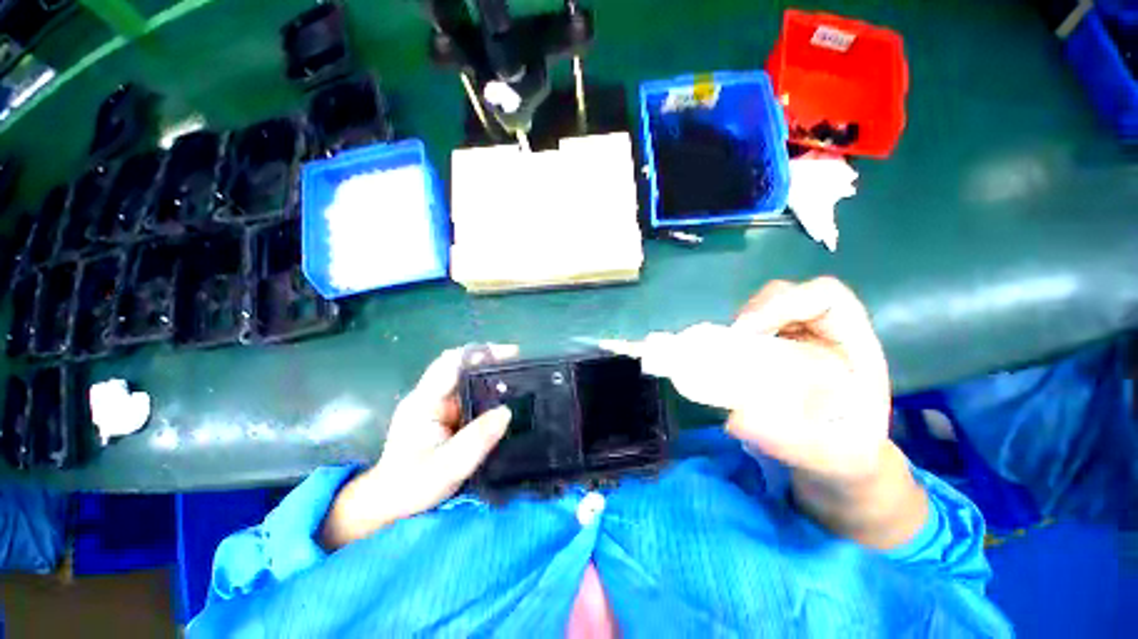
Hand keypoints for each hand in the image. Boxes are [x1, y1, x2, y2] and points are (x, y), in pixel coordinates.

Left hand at [321, 346, 514, 550]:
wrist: (390, 501)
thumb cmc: (412, 484)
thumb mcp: (446, 468)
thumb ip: (476, 440)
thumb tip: (507, 412)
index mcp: (424, 401)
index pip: (451, 363)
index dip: (481, 353)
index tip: (511, 354)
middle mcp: (431, 395)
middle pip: (462, 366)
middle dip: (492, 362)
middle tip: (522, 367)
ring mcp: (437, 403)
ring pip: (468, 379)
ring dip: (492, 377)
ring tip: (520, 381)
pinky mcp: (445, 413)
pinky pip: (470, 395)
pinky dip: (488, 393)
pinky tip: (505, 400)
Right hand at [727, 277, 891, 482]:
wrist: (839, 464)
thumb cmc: (848, 458)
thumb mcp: (831, 458)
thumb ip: (792, 442)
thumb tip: (736, 419)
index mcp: (853, 346)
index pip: (825, 297)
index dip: (783, 303)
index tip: (748, 333)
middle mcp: (823, 334)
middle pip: (784, 296)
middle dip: (752, 314)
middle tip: (729, 344)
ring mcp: (795, 340)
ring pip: (761, 309)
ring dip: (739, 327)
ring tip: (723, 355)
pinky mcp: (772, 350)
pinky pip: (748, 331)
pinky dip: (732, 341)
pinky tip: (725, 364)